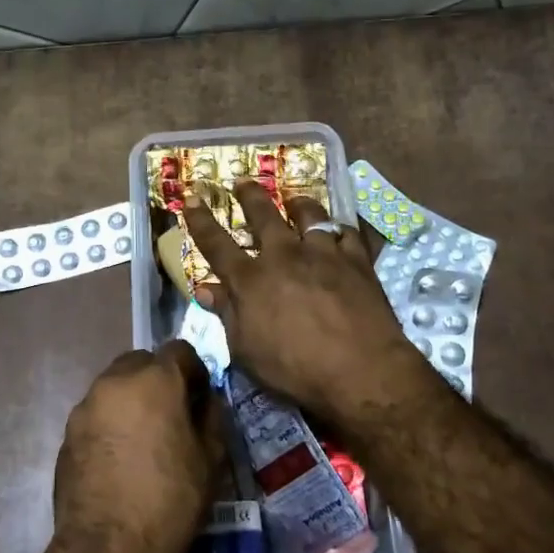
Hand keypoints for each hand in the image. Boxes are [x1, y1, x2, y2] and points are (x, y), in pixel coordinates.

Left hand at [50, 342, 222, 552]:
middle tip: (171, 414)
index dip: (194, 371)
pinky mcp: (67, 434)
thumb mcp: (210, 459)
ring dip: (132, 400)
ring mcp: (85, 407)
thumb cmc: (170, 499)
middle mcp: (115, 382)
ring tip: (144, 439)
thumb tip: (205, 402)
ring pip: (115, 387)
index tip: (199, 399)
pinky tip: (120, 459)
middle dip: (158, 379)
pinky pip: (96, 414)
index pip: (179, 350)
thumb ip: (211, 418)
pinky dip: (111, 423)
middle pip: (141, 362)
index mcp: (154, 379)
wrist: (108, 549)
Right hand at [185, 181, 425, 422]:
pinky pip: (346, 234)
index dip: (201, 220)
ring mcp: (323, 254)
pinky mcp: (357, 261)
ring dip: (298, 204)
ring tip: (295, 200)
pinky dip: (338, 231)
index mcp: (251, 279)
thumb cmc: (295, 370)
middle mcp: (284, 256)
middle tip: (243, 181)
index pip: (216, 243)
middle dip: (250, 195)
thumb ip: (227, 315)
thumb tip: (206, 289)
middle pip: (264, 215)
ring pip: (309, 215)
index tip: (191, 197)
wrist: (361, 371)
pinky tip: (338, 232)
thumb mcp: (247, 351)